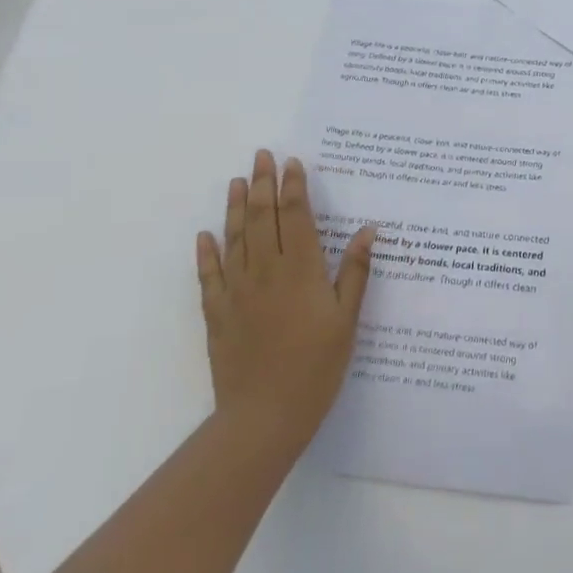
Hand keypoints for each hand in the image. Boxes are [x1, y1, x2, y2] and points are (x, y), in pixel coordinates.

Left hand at [196, 149, 374, 457]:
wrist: (264, 417)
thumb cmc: (316, 367)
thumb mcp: (347, 320)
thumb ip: (355, 272)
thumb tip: (367, 229)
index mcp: (300, 270)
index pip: (295, 217)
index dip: (293, 187)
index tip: (291, 163)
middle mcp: (266, 272)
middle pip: (261, 218)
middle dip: (261, 184)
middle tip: (261, 156)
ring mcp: (237, 292)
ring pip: (234, 239)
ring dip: (234, 207)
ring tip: (235, 181)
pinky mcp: (218, 314)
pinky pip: (210, 276)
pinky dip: (207, 253)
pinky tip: (205, 235)